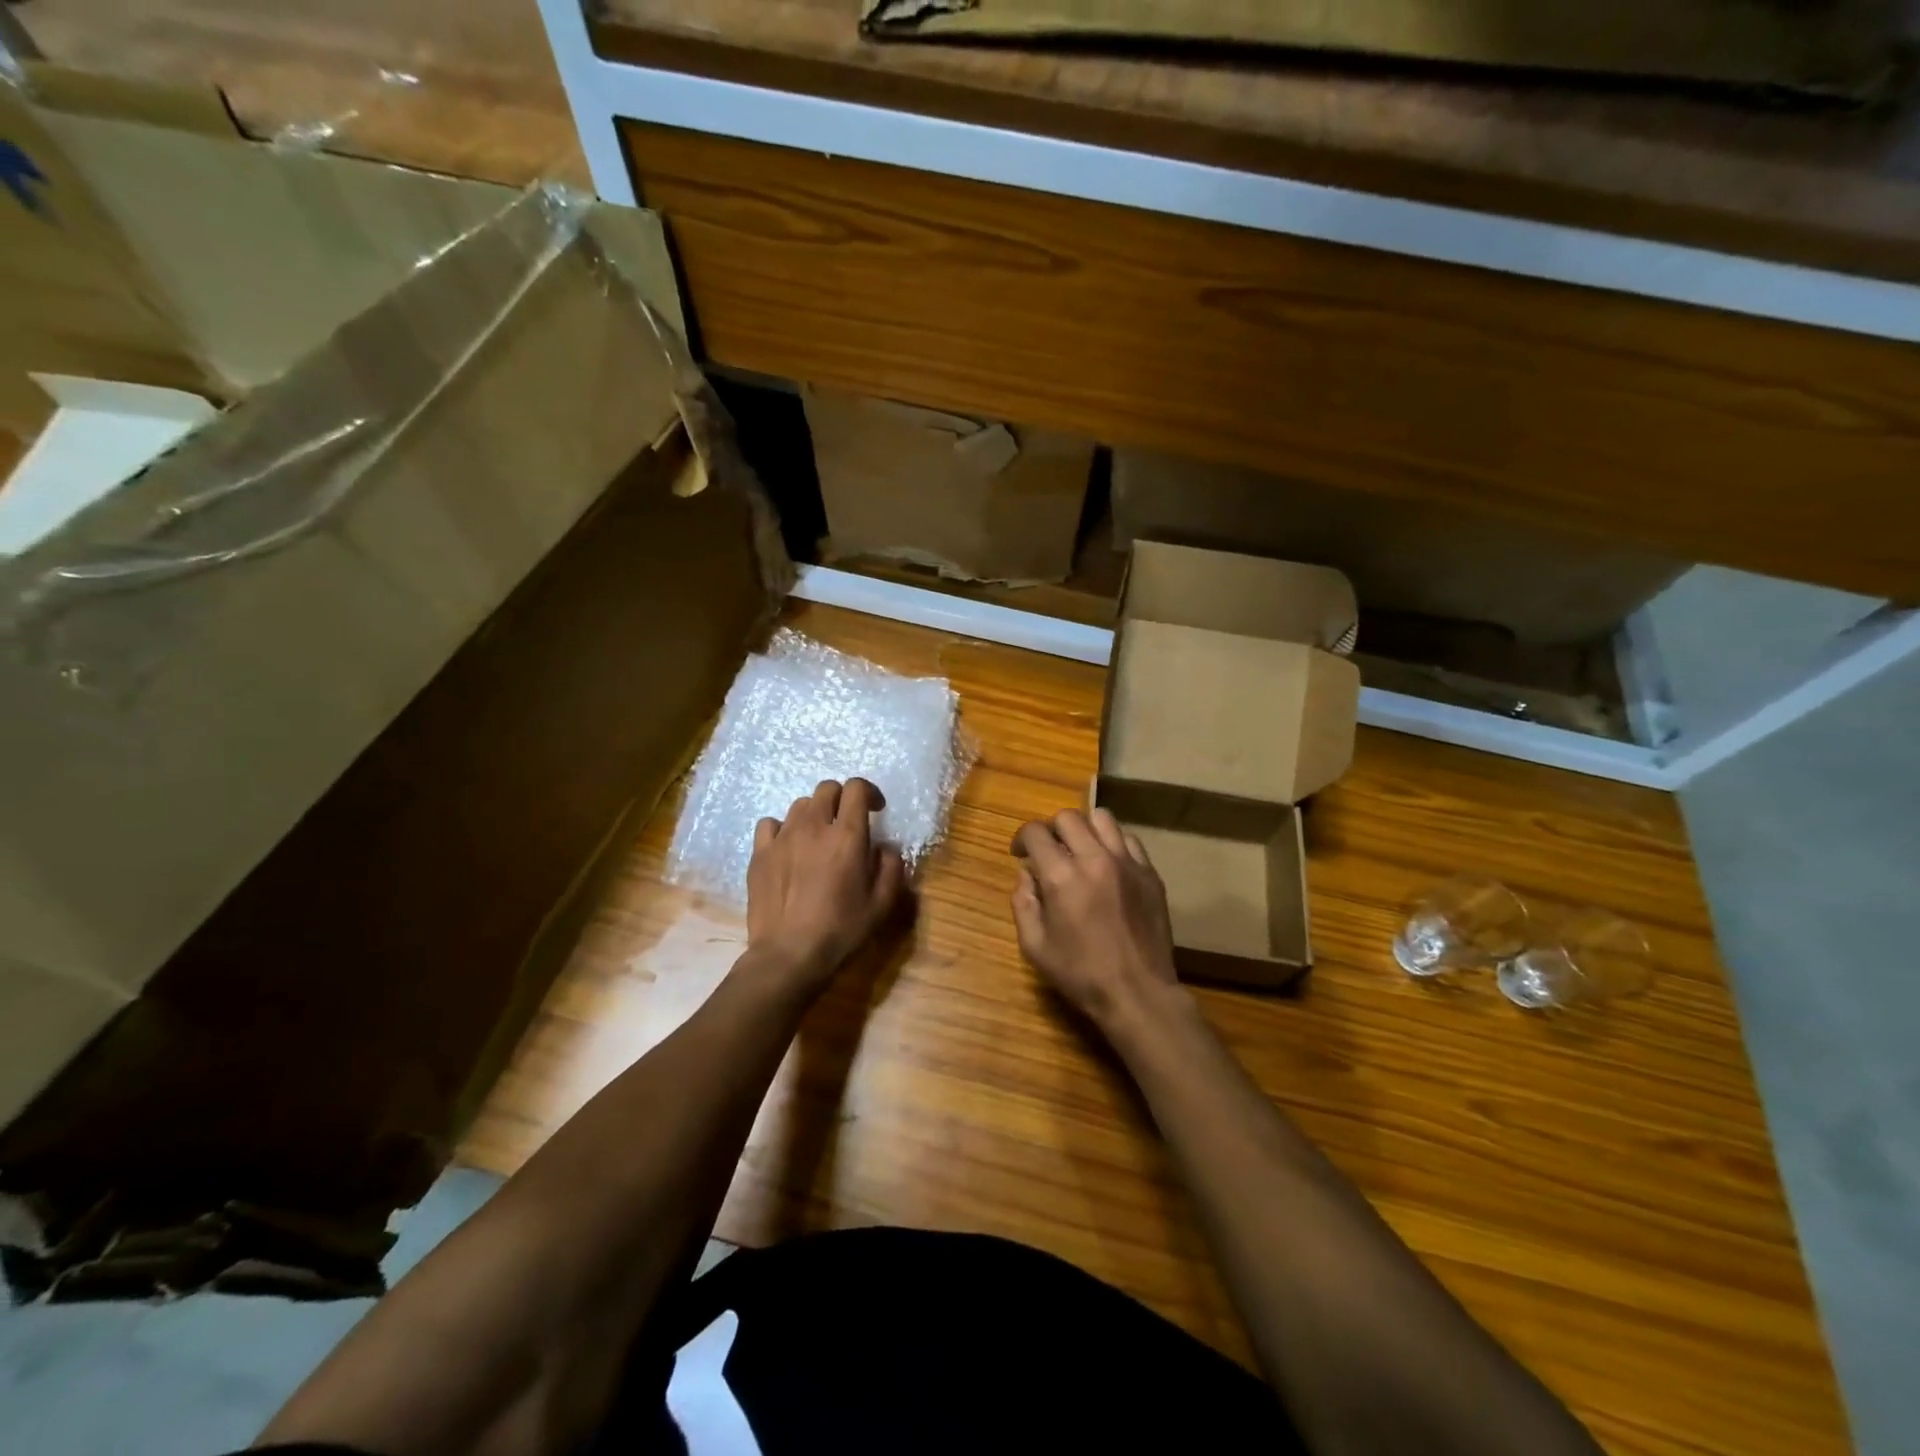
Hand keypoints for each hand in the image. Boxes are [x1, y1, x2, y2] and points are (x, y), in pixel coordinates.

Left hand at [746, 778, 905, 997]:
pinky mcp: (760, 853)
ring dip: (815, 813)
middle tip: (847, 821)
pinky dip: (783, 829)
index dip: (868, 791)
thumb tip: (885, 848)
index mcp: (847, 836)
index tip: (876, 809)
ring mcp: (782, 837)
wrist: (788, 954)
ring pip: (800, 805)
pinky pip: (770, 824)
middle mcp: (813, 827)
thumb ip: (891, 868)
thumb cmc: (840, 929)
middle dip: (842, 798)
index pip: (856, 788)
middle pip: (827, 788)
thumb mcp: (882, 904)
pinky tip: (788, 847)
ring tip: (818, 837)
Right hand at [1011, 808, 1183, 1031]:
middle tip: (1048, 851)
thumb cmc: (1080, 974)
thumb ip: (1023, 903)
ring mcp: (1127, 863)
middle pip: (1067, 817)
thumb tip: (1025, 874)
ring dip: (1084, 828)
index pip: (1035, 832)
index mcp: (1061, 877)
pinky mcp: (1150, 872)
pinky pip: (1128, 839)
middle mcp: (1094, 859)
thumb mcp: (1035, 946)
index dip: (1021, 839)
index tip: (1020, 854)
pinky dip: (1112, 843)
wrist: (1138, 992)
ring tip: (1080, 849)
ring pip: (1102, 818)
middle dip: (1050, 829)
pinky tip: (1108, 865)